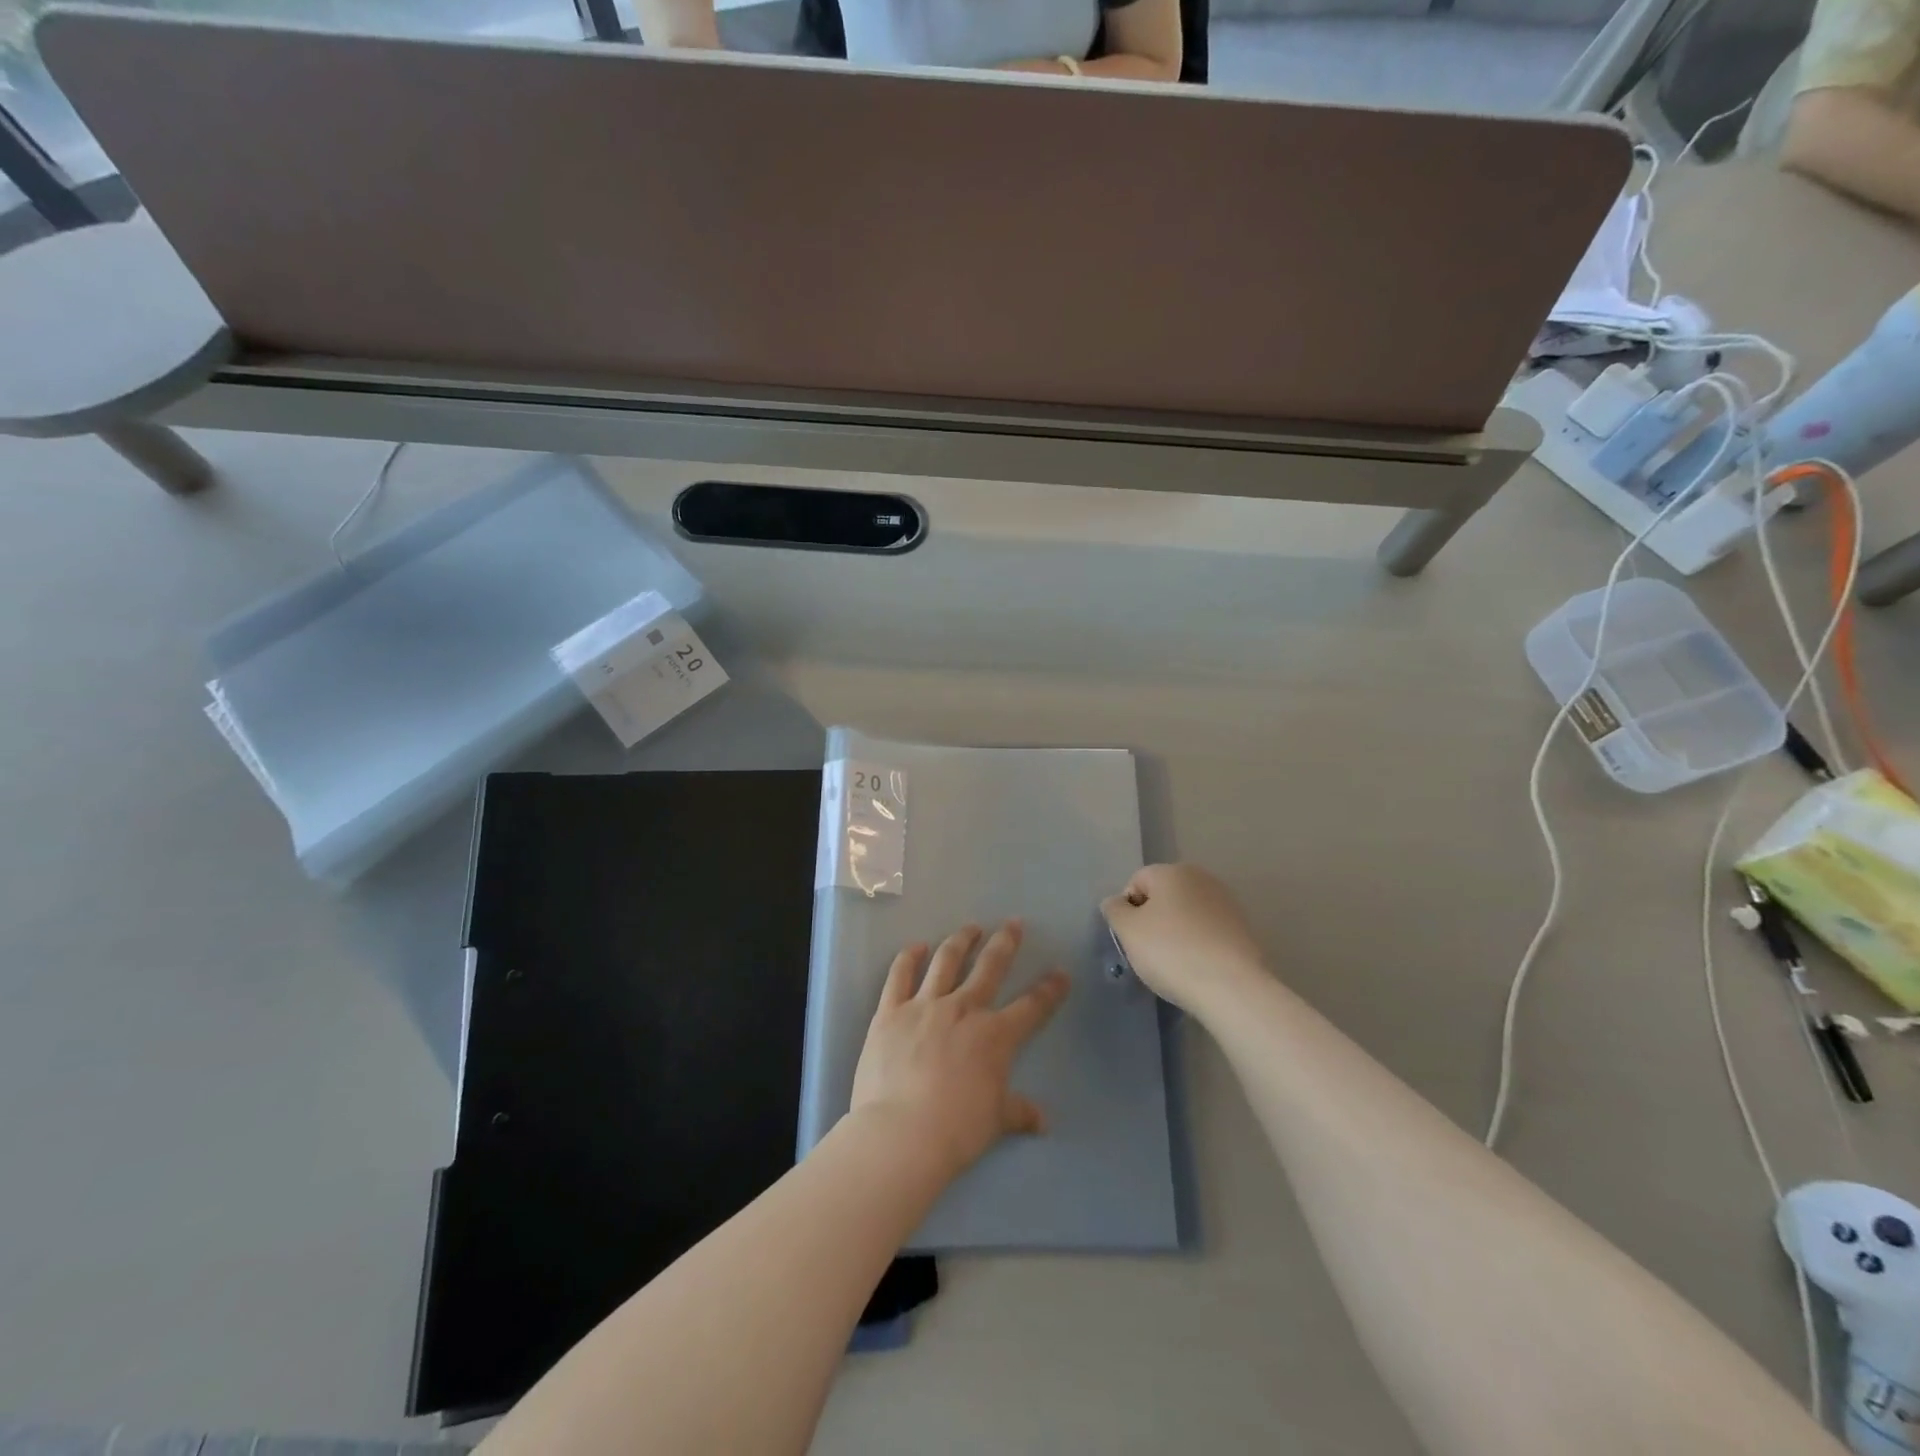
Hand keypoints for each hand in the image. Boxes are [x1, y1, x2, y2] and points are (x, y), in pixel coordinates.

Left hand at [849, 921, 1069, 1178]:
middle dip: (1005, 943)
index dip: (1049, 989)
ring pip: (946, 961)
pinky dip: (907, 958)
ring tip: (969, 928)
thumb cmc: (956, 1129)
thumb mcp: (996, 1122)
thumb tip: (1042, 1121)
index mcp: (995, 1035)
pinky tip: (915, 947)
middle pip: (990, 967)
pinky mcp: (890, 1011)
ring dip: (960, 940)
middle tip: (1013, 924)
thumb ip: (1019, 1112)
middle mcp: (963, 1009)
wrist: (902, 1132)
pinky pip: (899, 976)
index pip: (1031, 1006)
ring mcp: (924, 1005)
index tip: (1060, 973)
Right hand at [1101, 863, 1269, 1015]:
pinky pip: (1207, 931)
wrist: (1232, 988)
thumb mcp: (1128, 931)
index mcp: (1173, 871)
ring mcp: (1226, 902)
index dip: (1128, 910)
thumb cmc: (1172, 952)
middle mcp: (1202, 878)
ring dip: (1176, 932)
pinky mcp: (1243, 928)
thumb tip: (1117, 902)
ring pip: (1186, 914)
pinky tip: (1197, 968)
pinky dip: (1198, 944)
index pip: (1136, 882)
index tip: (1131, 938)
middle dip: (1153, 920)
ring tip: (1175, 963)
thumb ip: (1115, 910)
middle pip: (1164, 896)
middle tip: (1149, 952)